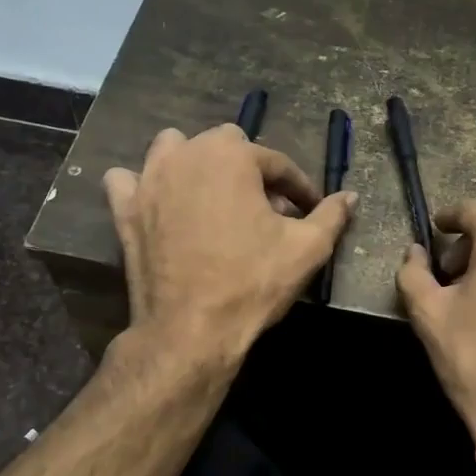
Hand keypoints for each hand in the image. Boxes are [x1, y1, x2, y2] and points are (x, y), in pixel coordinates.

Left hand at [104, 125, 356, 361]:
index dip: (299, 187)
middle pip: (226, 146)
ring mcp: (149, 180)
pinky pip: (127, 181)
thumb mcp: (307, 249)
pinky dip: (143, 186)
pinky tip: (159, 204)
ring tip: (212, 196)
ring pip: (173, 149)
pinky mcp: (125, 209)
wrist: (191, 329)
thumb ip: (332, 215)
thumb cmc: (252, 282)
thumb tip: (351, 196)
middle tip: (266, 209)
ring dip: (194, 163)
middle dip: (250, 171)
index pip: (276, 163)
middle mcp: (187, 155)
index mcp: (233, 156)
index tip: (310, 210)